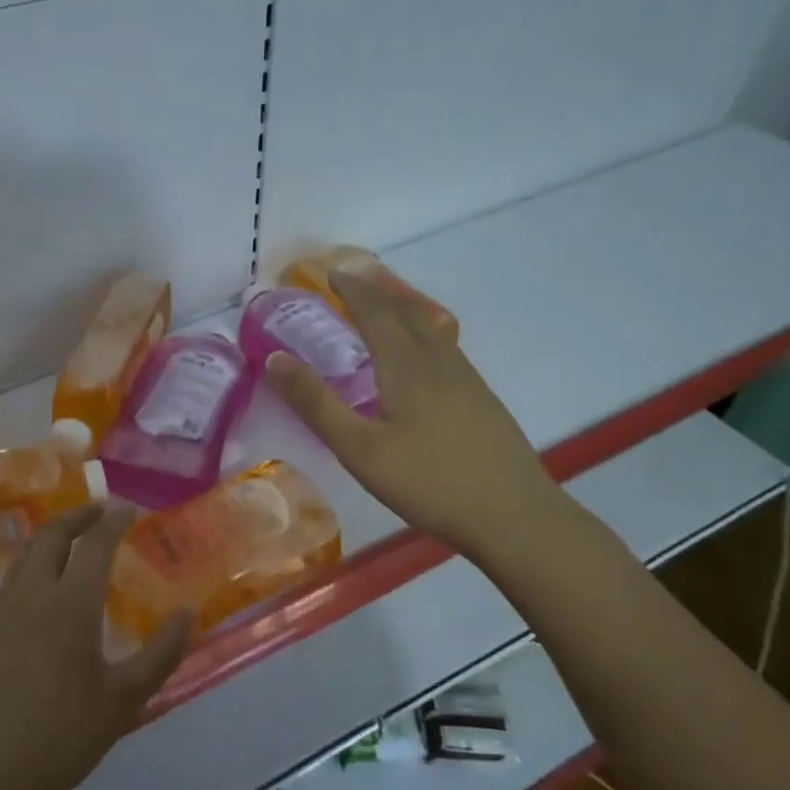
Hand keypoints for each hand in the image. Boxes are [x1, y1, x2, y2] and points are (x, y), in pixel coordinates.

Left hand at [0, 504, 191, 789]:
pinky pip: (10, 580)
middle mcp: (31, 595)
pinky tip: (42, 588)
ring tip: (72, 540)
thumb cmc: (62, 738)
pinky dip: (32, 564)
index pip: (94, 544)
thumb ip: (161, 653)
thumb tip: (186, 613)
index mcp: (69, 605)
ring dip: (52, 537)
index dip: (113, 521)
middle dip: (78, 517)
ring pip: (25, 555)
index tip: (129, 510)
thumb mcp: (125, 700)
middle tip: (101, 512)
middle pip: (52, 536)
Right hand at [267, 269, 561, 557]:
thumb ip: (317, 405)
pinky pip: (445, 349)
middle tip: (352, 284)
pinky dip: (422, 335)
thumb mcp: (359, 449)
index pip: (375, 313)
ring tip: (383, 310)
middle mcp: (439, 362)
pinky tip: (421, 359)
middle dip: (376, 293)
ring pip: (431, 329)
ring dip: (402, 311)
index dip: (352, 290)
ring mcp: (466, 380)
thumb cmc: (428, 482)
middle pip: (407, 314)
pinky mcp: (481, 400)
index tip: (331, 274)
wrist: (513, 515)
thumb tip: (275, 359)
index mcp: (407, 367)